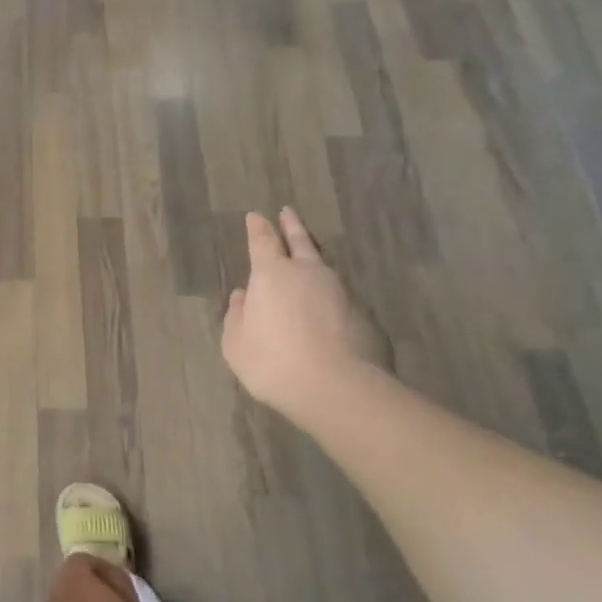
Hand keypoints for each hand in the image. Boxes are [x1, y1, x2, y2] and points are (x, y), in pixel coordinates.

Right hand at [221, 208, 391, 423]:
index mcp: (272, 274)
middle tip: (288, 212)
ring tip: (309, 257)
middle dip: (292, 226)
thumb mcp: (236, 344)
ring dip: (314, 259)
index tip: (255, 215)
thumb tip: (242, 297)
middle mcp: (308, 273)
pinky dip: (331, 297)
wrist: (338, 389)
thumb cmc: (273, 362)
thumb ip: (236, 317)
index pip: (263, 241)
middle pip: (300, 242)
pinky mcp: (364, 315)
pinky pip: (342, 297)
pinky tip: (329, 309)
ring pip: (324, 267)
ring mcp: (341, 291)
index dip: (258, 227)